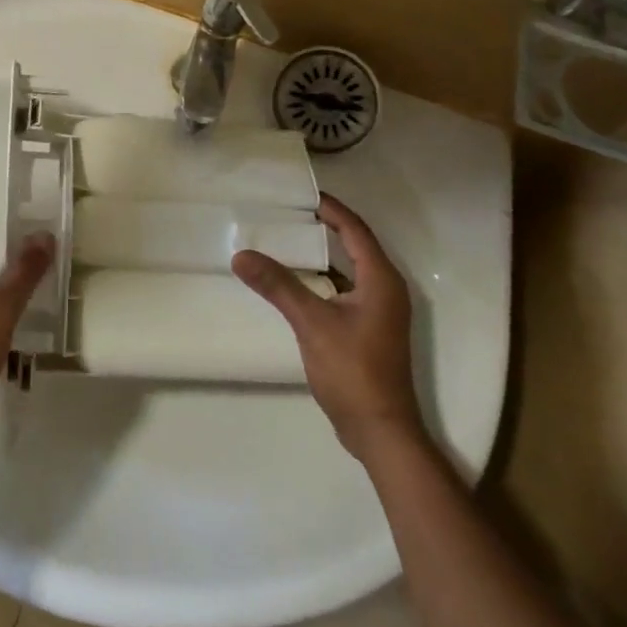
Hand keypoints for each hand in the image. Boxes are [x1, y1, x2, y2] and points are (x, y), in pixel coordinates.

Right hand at [233, 192, 427, 463]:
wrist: (381, 432)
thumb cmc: (354, 371)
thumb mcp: (312, 323)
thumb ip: (278, 286)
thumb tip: (241, 255)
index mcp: (381, 280)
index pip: (355, 230)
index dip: (331, 209)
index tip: (302, 194)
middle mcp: (386, 290)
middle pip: (354, 245)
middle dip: (324, 226)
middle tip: (288, 212)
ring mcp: (379, 312)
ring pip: (348, 270)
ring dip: (321, 254)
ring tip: (286, 239)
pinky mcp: (369, 330)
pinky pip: (344, 290)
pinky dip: (322, 279)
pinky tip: (295, 282)